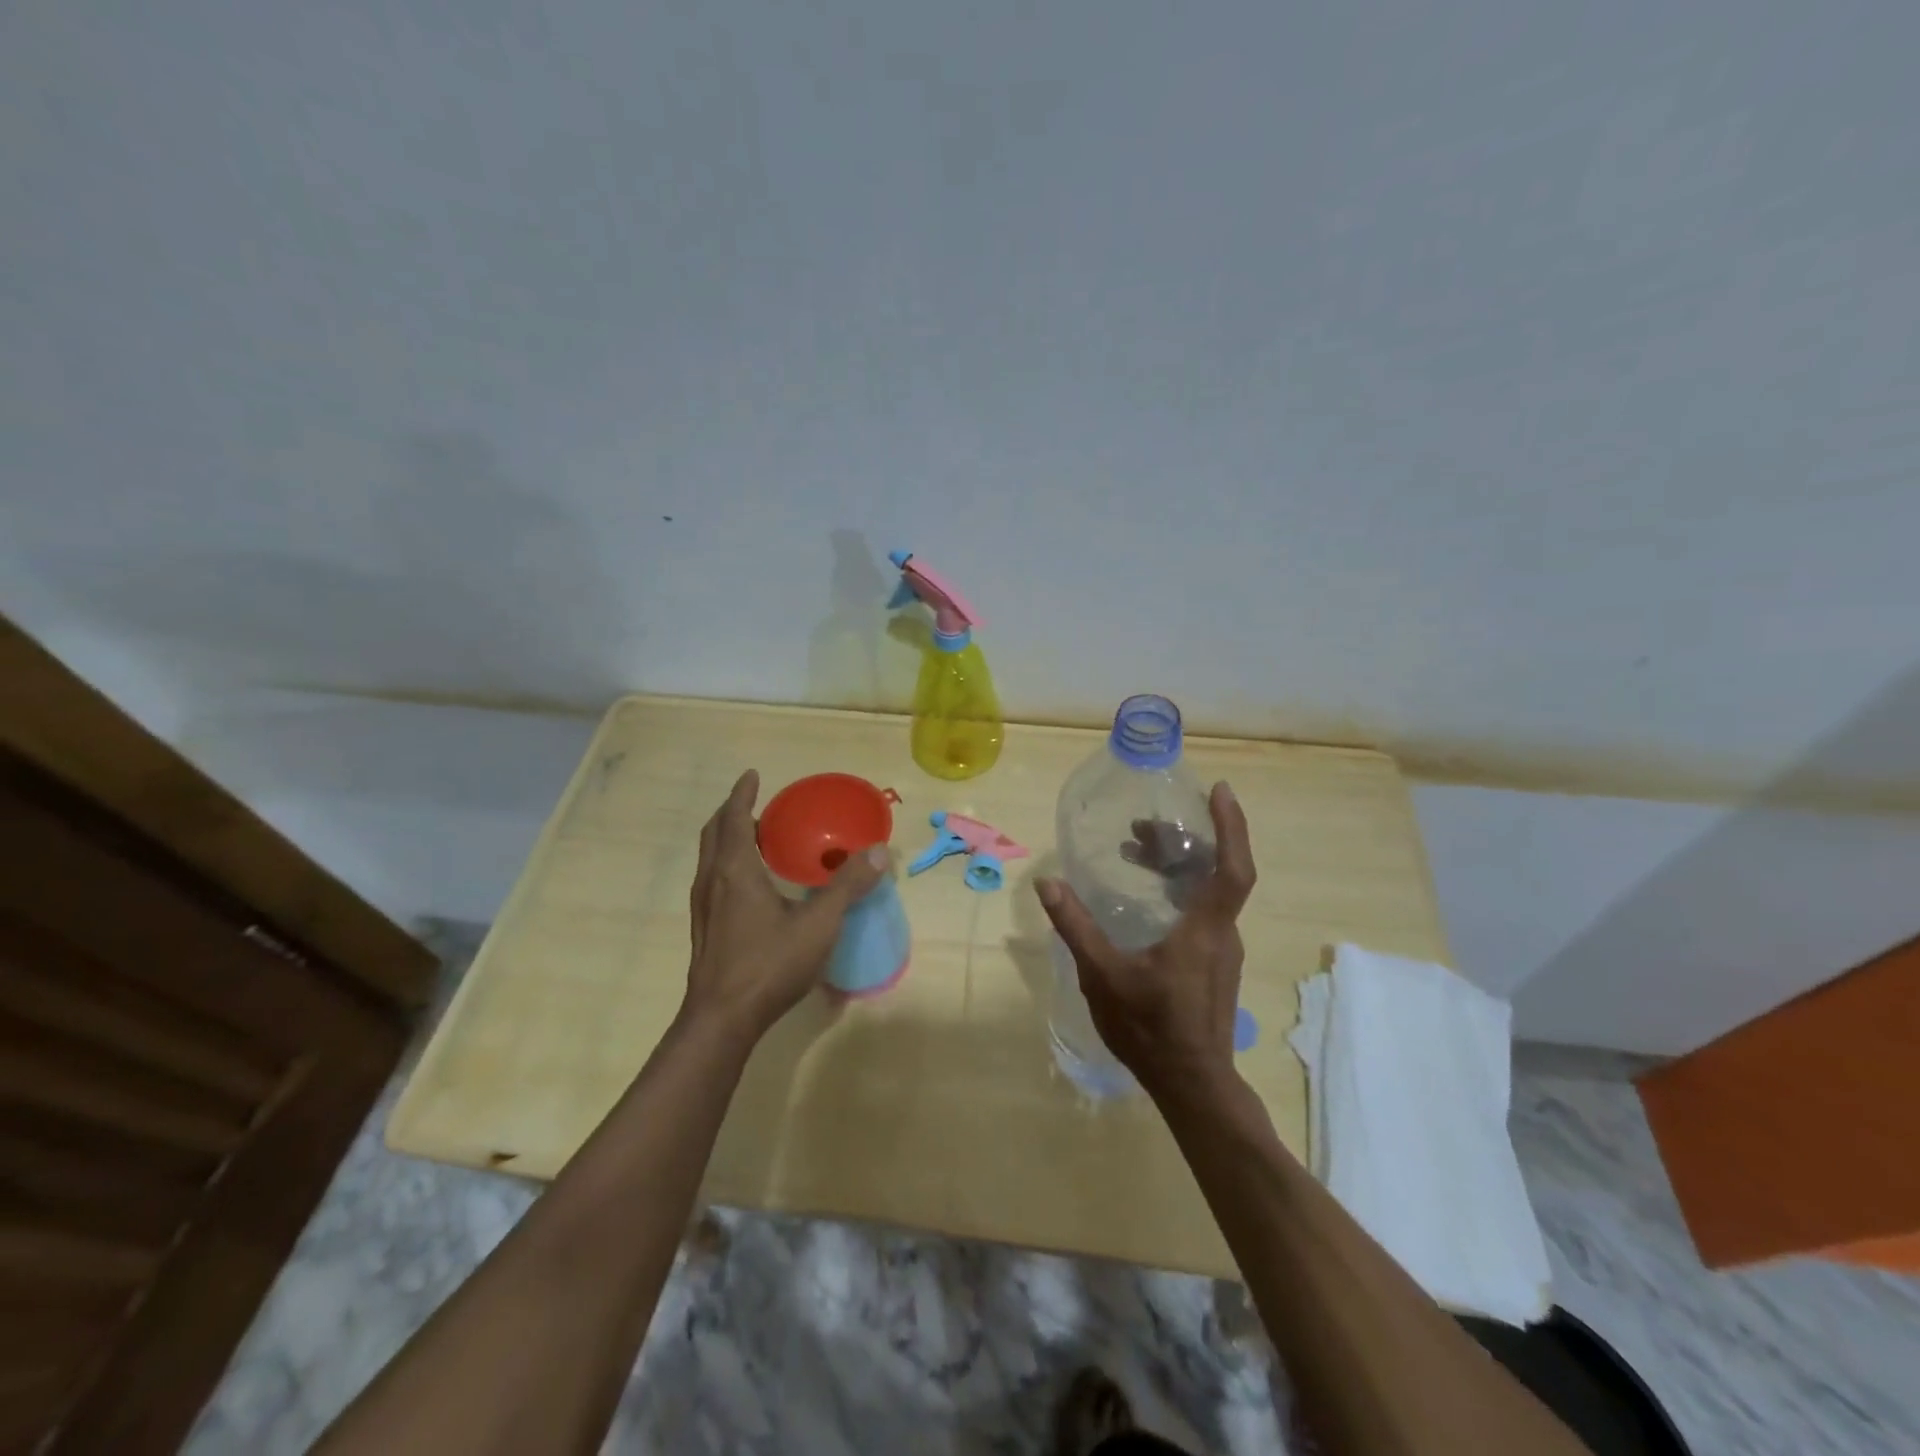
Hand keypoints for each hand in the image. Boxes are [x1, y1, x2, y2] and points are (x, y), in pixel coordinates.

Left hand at [685, 770, 887, 1040]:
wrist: (722, 1019)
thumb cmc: (769, 963)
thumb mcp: (819, 923)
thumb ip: (848, 885)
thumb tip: (878, 851)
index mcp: (735, 870)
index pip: (734, 818)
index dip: (742, 794)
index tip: (752, 775)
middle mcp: (712, 881)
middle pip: (715, 833)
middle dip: (734, 812)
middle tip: (758, 804)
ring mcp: (704, 907)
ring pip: (711, 858)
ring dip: (729, 838)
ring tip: (758, 838)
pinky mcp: (705, 929)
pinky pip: (713, 879)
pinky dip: (728, 863)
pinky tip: (751, 884)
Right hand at [1035, 781, 1254, 1098]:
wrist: (1193, 1085)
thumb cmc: (1151, 1029)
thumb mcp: (1104, 975)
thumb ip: (1076, 927)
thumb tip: (1047, 882)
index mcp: (1206, 929)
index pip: (1233, 868)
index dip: (1230, 827)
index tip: (1220, 791)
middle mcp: (1222, 933)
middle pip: (1216, 872)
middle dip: (1183, 841)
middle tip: (1141, 825)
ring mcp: (1222, 951)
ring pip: (1208, 892)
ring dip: (1177, 866)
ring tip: (1136, 852)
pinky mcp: (1214, 964)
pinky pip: (1202, 911)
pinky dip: (1179, 890)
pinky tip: (1147, 899)